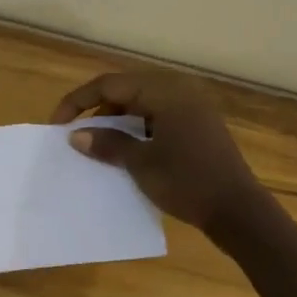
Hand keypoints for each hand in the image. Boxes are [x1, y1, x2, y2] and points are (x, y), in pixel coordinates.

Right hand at [52, 71, 262, 234]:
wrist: (239, 213)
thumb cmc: (187, 181)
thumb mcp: (140, 163)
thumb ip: (107, 143)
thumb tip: (76, 135)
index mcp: (165, 91)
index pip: (109, 84)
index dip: (78, 101)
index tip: (57, 124)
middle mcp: (179, 91)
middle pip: (126, 90)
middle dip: (97, 110)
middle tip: (76, 133)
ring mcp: (192, 109)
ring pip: (142, 104)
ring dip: (117, 121)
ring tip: (97, 144)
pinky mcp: (198, 127)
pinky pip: (158, 118)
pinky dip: (137, 129)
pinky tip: (126, 151)